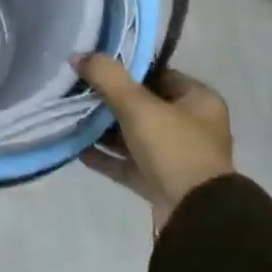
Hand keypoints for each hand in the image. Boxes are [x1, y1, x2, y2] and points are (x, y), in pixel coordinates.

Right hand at [76, 55, 233, 231]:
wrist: (195, 217)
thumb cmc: (174, 148)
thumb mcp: (138, 105)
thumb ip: (107, 77)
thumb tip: (78, 55)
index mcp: (199, 101)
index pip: (159, 74)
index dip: (128, 69)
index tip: (96, 66)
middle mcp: (192, 127)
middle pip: (144, 105)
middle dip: (111, 100)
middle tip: (79, 90)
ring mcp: (177, 158)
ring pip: (135, 135)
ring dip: (105, 129)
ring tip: (72, 117)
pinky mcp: (161, 184)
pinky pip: (128, 163)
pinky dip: (106, 157)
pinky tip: (78, 149)